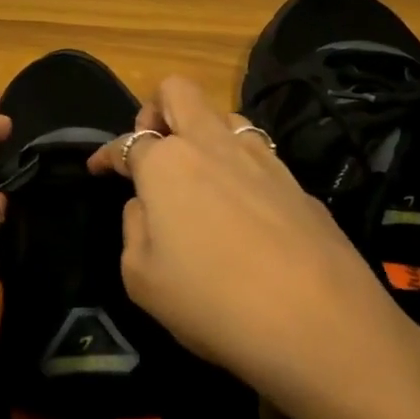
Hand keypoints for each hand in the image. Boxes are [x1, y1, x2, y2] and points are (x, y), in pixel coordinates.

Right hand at [91, 76, 419, 418]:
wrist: (321, 326)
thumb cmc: (212, 302)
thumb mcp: (141, 278)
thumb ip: (134, 229)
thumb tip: (146, 206)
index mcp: (167, 164)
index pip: (127, 141)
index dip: (107, 154)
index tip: (98, 168)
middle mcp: (213, 145)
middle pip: (179, 92)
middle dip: (156, 109)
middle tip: (151, 147)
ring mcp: (263, 159)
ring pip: (225, 115)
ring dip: (202, 132)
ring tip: (197, 175)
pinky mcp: (298, 183)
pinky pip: (258, 154)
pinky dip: (238, 165)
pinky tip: (241, 206)